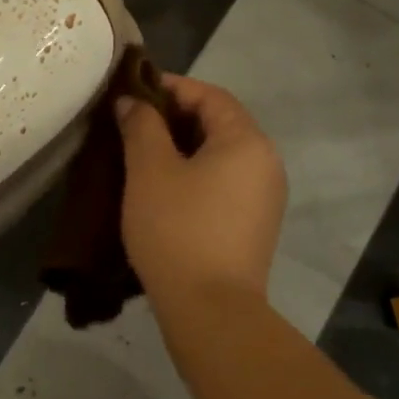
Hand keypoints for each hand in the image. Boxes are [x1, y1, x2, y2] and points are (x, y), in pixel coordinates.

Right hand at [117, 74, 286, 310]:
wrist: (211, 310)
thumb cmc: (178, 229)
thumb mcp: (150, 170)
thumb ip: (141, 126)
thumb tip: (132, 102)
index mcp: (247, 141)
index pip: (210, 95)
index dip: (170, 87)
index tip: (132, 92)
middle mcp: (266, 162)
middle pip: (219, 123)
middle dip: (174, 117)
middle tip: (132, 123)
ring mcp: (264, 197)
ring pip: (220, 154)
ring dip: (183, 146)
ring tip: (141, 153)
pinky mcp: (254, 224)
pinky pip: (224, 181)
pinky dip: (195, 173)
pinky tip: (163, 187)